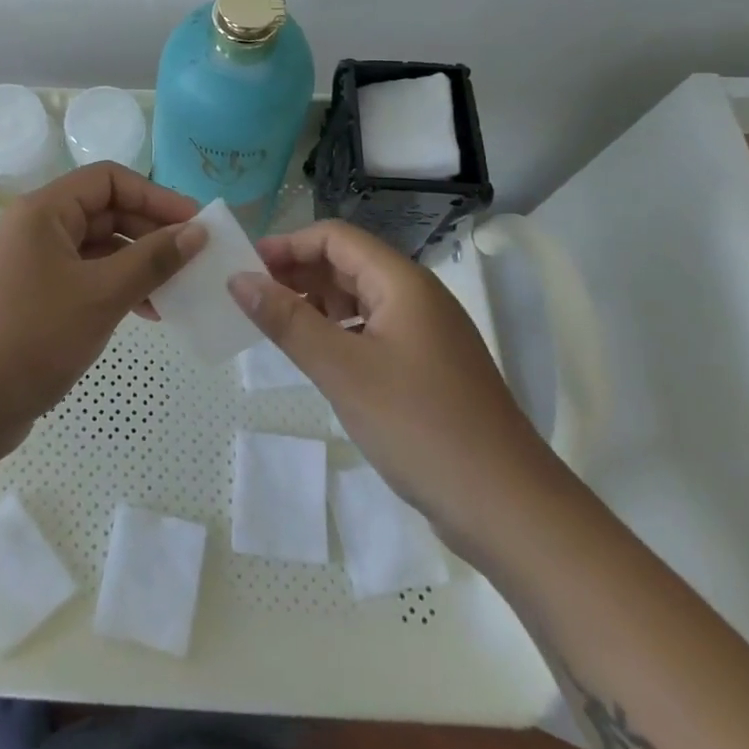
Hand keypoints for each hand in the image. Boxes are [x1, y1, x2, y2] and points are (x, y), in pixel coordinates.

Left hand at [0, 162, 204, 465]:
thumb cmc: (33, 335)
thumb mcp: (102, 294)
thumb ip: (153, 260)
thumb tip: (197, 231)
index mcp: (44, 210)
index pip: (109, 180)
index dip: (156, 196)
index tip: (197, 223)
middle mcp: (36, 227)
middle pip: (105, 211)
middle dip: (152, 232)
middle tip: (195, 259)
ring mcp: (33, 264)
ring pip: (98, 248)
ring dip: (139, 263)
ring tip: (179, 290)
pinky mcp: (34, 297)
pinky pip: (85, 277)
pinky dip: (117, 287)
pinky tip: (149, 312)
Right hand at [231, 220, 555, 546]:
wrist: (510, 510)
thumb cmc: (421, 427)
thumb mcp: (343, 370)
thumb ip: (287, 321)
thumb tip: (237, 279)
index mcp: (402, 283)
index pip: (336, 238)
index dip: (289, 244)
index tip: (246, 267)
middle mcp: (417, 298)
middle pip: (348, 263)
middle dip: (298, 272)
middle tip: (251, 297)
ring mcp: (426, 334)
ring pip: (359, 299)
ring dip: (316, 303)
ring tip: (275, 325)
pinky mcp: (427, 369)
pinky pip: (372, 331)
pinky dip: (338, 333)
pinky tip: (317, 357)